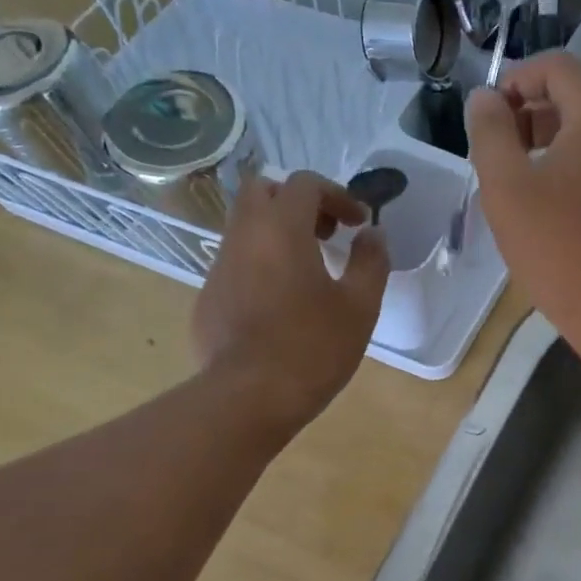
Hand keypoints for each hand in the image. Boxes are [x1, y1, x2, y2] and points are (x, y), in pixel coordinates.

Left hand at [190, 172, 388, 433]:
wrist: (249, 396)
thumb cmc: (313, 347)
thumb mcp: (360, 306)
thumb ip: (371, 261)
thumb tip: (372, 235)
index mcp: (281, 228)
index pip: (304, 184)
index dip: (337, 195)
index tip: (357, 223)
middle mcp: (243, 236)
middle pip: (263, 191)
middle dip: (297, 202)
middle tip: (325, 233)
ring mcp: (219, 267)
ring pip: (244, 227)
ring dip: (277, 234)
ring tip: (307, 271)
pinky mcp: (207, 298)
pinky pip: (235, 264)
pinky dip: (260, 265)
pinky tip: (280, 305)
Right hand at [466, 53, 580, 307]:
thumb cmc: (557, 245)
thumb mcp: (506, 186)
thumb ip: (490, 132)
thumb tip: (484, 99)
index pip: (558, 68)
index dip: (516, 79)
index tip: (489, 117)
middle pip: (577, 100)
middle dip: (531, 115)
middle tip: (499, 154)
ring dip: (551, 146)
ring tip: (520, 185)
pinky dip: (575, 173)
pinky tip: (552, 211)